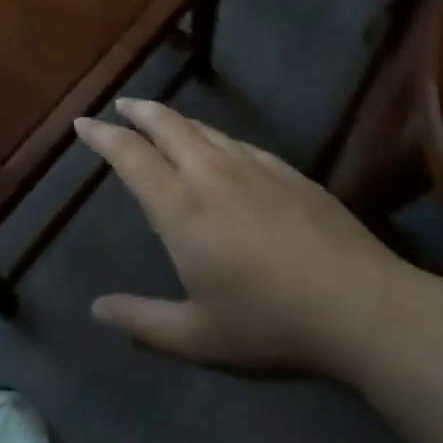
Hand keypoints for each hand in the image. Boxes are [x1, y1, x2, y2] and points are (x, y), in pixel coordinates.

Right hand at [78, 100, 420, 377]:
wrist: (359, 305)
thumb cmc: (269, 323)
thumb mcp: (198, 337)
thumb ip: (143, 322)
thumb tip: (97, 309)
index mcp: (180, 207)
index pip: (131, 156)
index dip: (103, 136)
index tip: (83, 122)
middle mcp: (209, 174)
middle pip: (166, 125)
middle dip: (138, 111)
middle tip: (121, 104)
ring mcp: (252, 167)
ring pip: (203, 129)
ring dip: (175, 119)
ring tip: (162, 118)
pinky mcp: (287, 171)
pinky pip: (237, 142)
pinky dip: (214, 136)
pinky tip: (220, 145)